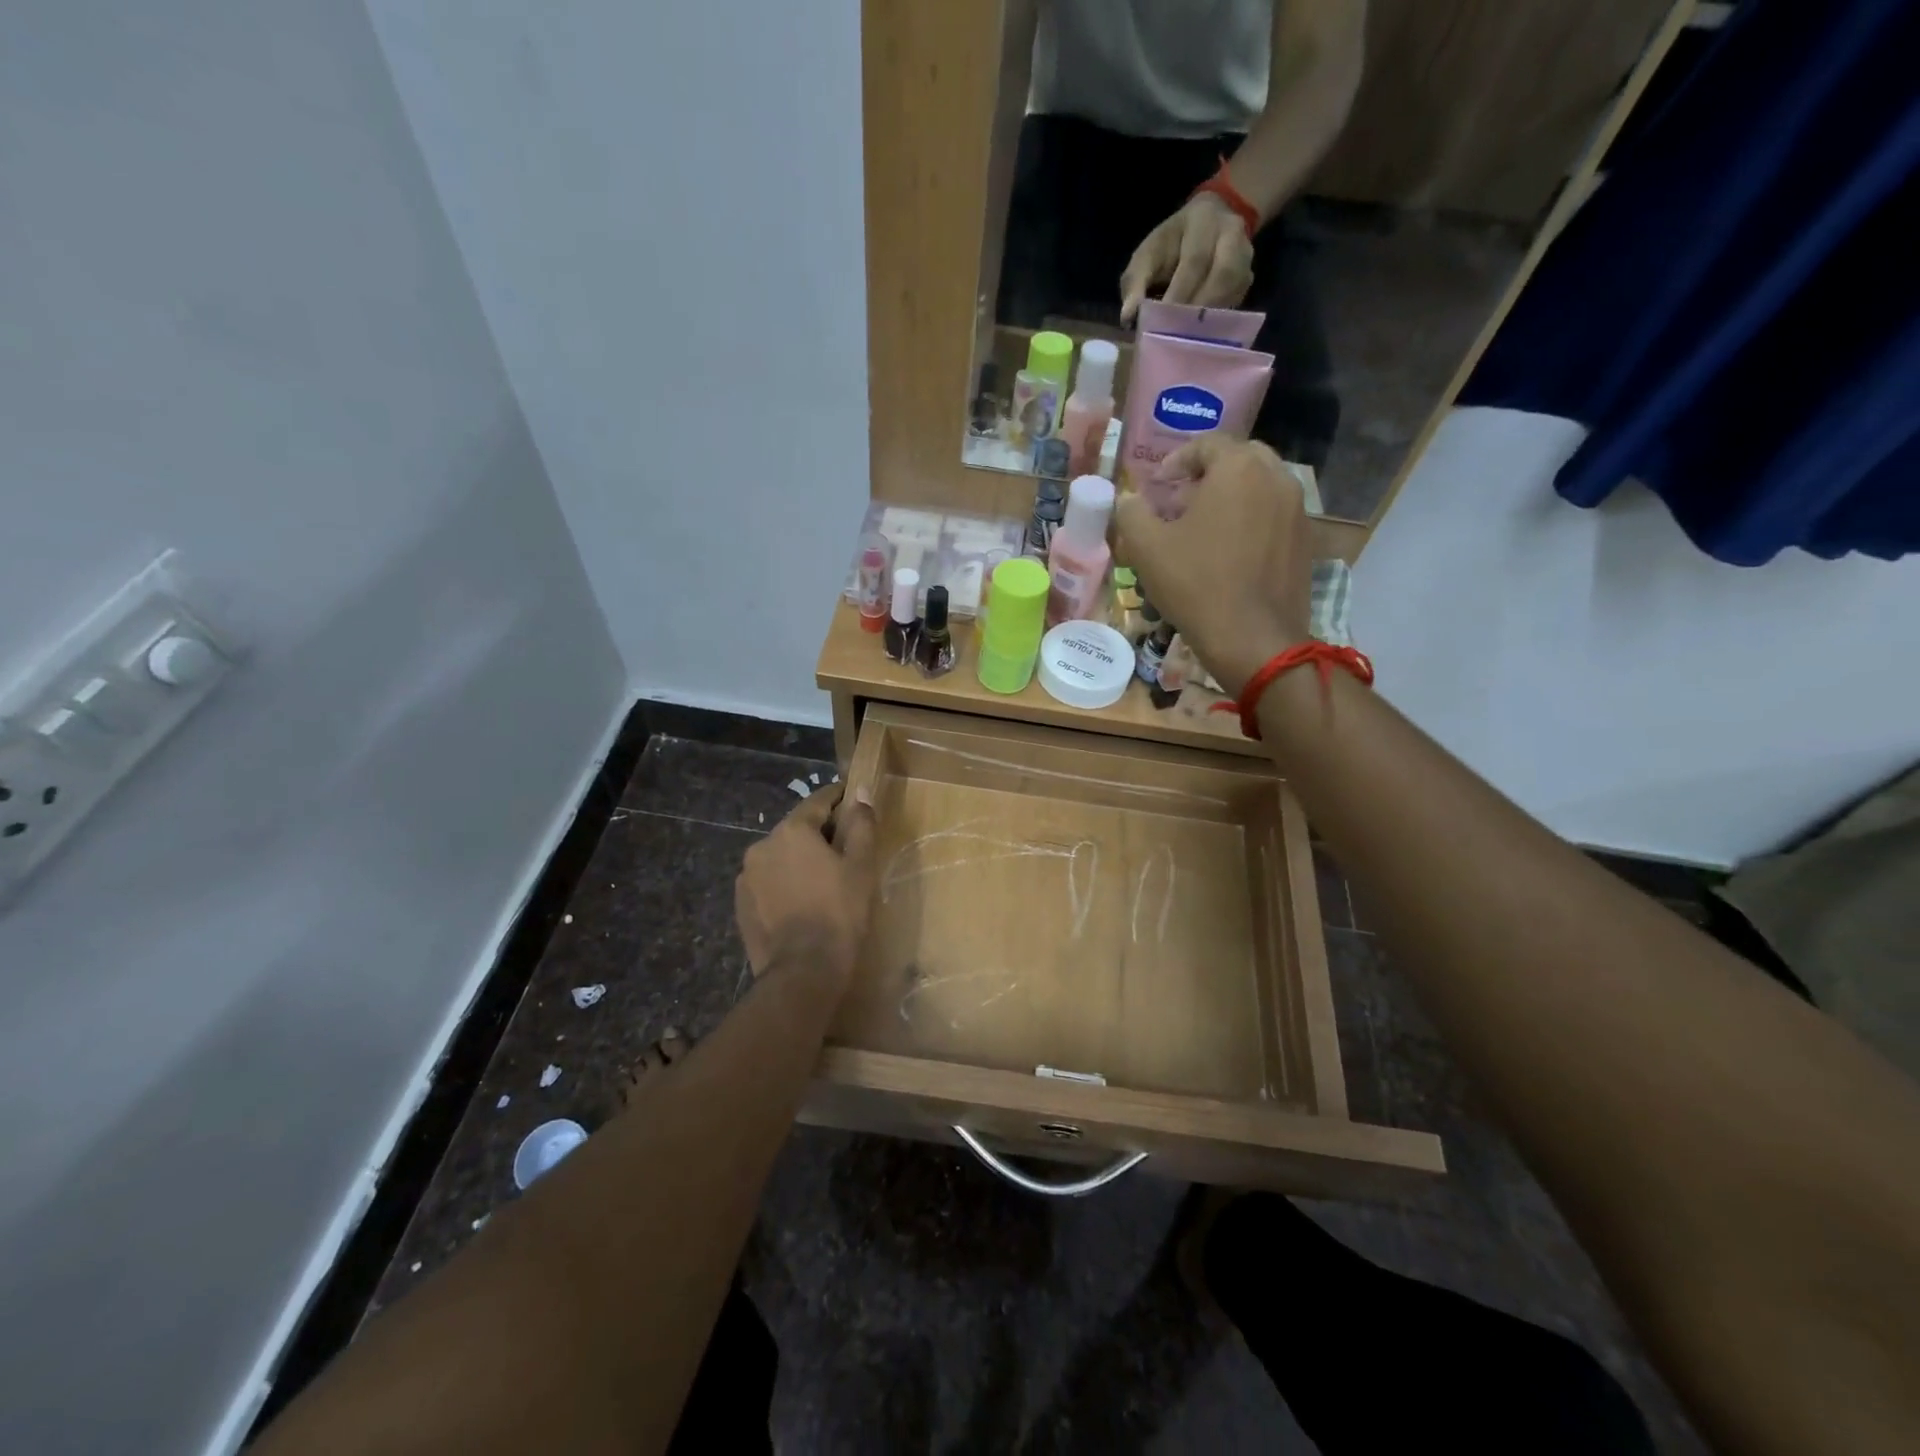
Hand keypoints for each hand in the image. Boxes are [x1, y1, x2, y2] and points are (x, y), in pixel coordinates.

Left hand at [735, 785, 878, 984]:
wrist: (803, 971)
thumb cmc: (840, 912)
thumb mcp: (861, 866)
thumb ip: (861, 824)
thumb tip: (860, 792)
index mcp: (791, 831)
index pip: (817, 802)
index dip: (838, 798)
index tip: (852, 798)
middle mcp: (762, 845)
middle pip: (796, 829)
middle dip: (819, 833)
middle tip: (845, 847)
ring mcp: (746, 876)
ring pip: (780, 857)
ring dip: (799, 859)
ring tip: (822, 879)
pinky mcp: (741, 904)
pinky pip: (767, 882)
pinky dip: (784, 883)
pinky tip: (801, 901)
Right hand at [1115, 436, 1310, 695]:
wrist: (1253, 639)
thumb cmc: (1196, 584)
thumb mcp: (1146, 548)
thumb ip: (1131, 513)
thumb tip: (1129, 501)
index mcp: (1238, 468)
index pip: (1207, 444)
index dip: (1177, 460)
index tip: (1158, 484)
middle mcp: (1276, 477)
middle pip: (1240, 460)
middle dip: (1208, 475)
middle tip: (1182, 502)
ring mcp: (1297, 510)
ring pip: (1260, 488)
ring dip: (1231, 498)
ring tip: (1205, 529)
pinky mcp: (1306, 542)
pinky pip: (1274, 517)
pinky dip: (1251, 522)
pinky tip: (1229, 554)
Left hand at [1119, 192, 1254, 325]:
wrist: (1208, 222)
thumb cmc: (1169, 245)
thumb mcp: (1147, 255)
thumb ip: (1135, 283)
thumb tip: (1128, 317)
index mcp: (1202, 221)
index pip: (1195, 260)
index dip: (1181, 292)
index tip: (1164, 319)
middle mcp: (1231, 233)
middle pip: (1221, 275)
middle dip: (1198, 308)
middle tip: (1178, 335)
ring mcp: (1245, 254)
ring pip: (1233, 289)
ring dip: (1211, 317)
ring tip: (1189, 339)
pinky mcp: (1248, 276)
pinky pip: (1237, 301)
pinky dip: (1218, 320)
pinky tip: (1201, 335)